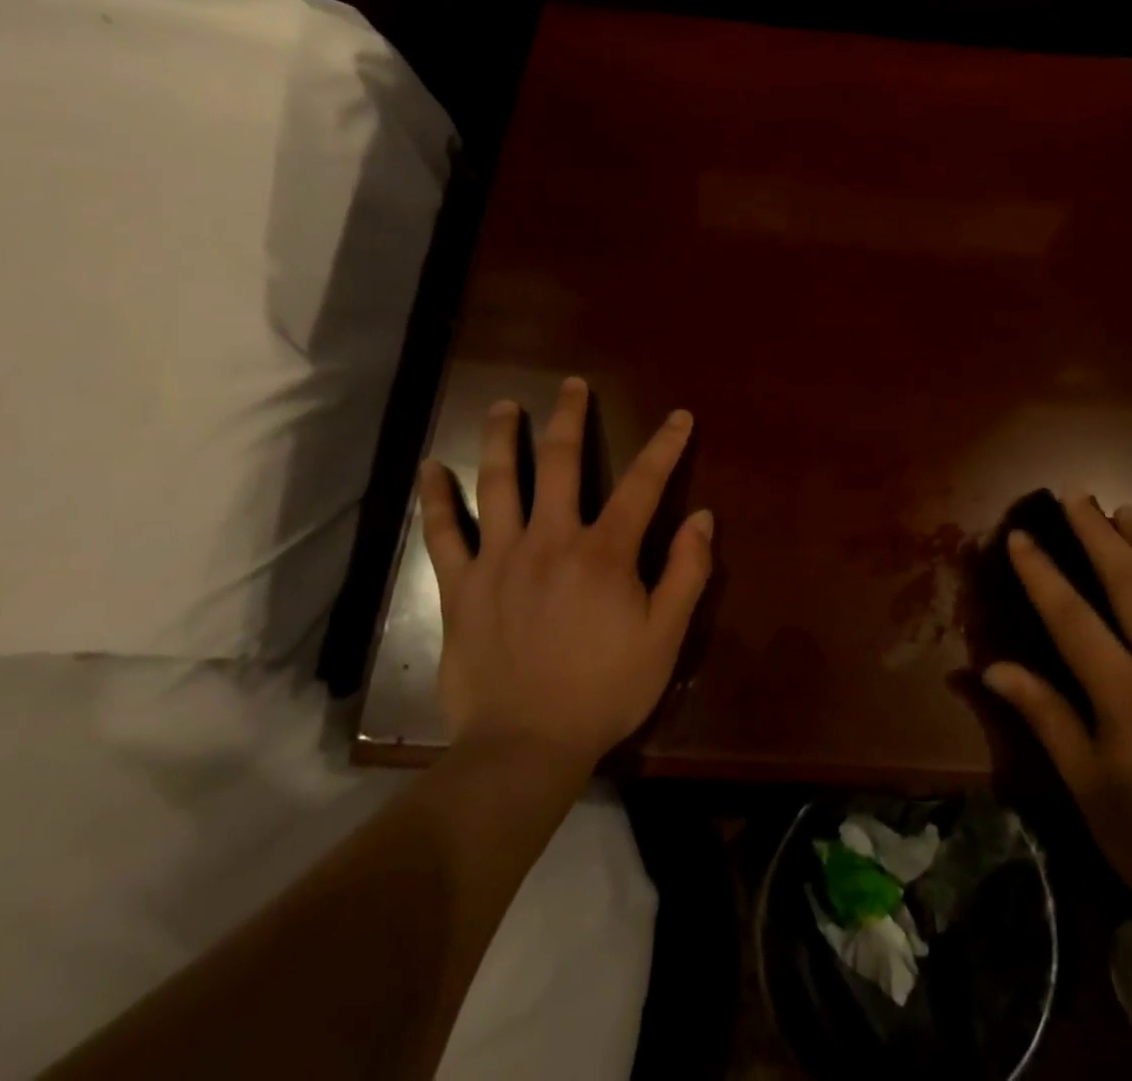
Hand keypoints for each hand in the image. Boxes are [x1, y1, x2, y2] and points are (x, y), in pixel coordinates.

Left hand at [417, 376, 713, 766]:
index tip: (678, 417)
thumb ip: (687, 571)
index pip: (642, 484)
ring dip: (501, 438)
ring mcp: (500, 558)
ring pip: (498, 483)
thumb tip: (701, 516)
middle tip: (571, 385)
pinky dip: (436, 498)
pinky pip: (444, 533)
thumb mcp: (665, 636)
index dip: (665, 446)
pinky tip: (430, 469)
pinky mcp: (461, 585)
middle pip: (560, 462)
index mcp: (605, 552)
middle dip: (569, 417)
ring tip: (504, 406)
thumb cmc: (605, 690)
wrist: (525, 746)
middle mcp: (551, 539)